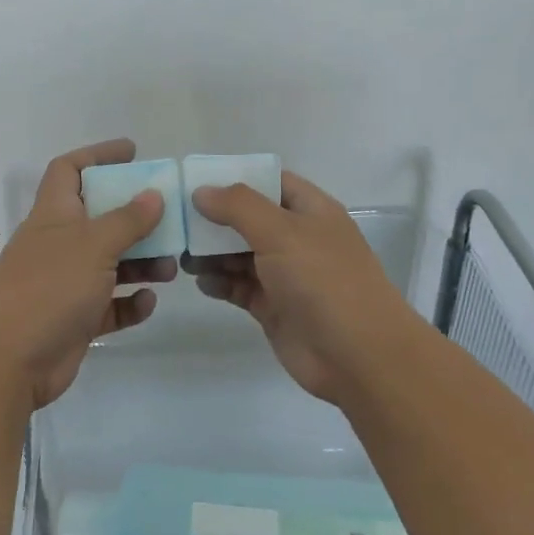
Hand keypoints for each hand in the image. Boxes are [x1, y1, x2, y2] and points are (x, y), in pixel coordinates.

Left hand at [0, 140, 177, 410]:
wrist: (8, 360)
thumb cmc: (49, 287)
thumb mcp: (94, 245)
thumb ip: (127, 219)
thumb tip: (153, 194)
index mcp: (54, 214)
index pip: (69, 170)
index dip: (98, 155)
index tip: (132, 152)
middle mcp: (58, 244)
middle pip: (100, 219)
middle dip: (136, 219)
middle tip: (170, 222)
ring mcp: (65, 283)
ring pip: (110, 264)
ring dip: (141, 263)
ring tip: (170, 269)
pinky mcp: (74, 319)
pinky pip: (109, 305)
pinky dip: (129, 302)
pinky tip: (147, 303)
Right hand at [183, 170, 428, 407]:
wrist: (357, 356)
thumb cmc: (323, 281)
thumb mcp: (281, 232)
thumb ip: (239, 207)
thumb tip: (202, 191)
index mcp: (310, 211)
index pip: (270, 182)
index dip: (235, 179)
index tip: (195, 182)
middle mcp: (298, 239)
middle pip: (249, 220)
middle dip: (214, 220)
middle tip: (175, 222)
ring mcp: (286, 275)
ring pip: (240, 255)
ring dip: (212, 253)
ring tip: (181, 256)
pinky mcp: (274, 308)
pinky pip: (240, 287)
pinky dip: (220, 283)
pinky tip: (202, 282)